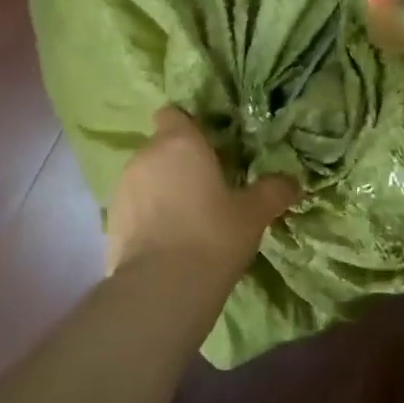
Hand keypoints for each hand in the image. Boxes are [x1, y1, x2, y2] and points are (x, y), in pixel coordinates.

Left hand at [105, 108, 300, 280]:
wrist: (161, 288)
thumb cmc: (213, 236)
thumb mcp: (252, 214)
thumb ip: (272, 191)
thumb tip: (293, 182)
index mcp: (180, 143)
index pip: (173, 115)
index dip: (187, 127)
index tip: (207, 148)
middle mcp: (146, 156)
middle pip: (162, 148)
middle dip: (180, 163)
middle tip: (208, 189)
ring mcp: (123, 188)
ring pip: (146, 177)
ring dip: (162, 190)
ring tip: (187, 219)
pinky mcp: (110, 220)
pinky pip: (134, 207)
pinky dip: (148, 216)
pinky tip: (167, 242)